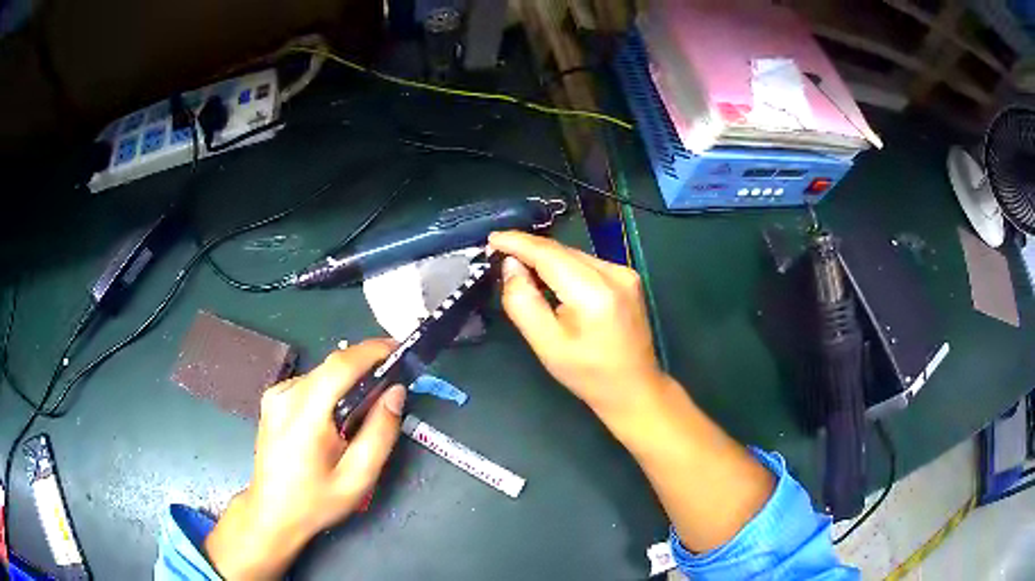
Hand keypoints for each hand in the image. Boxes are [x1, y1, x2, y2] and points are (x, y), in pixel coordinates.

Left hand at [204, 340, 406, 579]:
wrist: (272, 512)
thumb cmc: (316, 501)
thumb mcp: (358, 478)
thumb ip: (380, 433)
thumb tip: (395, 392)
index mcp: (304, 415)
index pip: (340, 366)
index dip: (372, 351)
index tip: (400, 349)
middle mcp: (285, 395)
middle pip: (332, 367)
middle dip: (365, 367)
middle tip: (392, 383)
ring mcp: (275, 395)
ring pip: (322, 374)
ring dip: (347, 382)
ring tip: (365, 409)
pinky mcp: (273, 399)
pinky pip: (310, 384)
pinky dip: (330, 390)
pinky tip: (336, 418)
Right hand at [489, 231, 664, 424]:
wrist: (634, 388)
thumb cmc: (588, 374)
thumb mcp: (546, 344)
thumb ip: (523, 302)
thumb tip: (511, 265)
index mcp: (594, 292)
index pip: (549, 254)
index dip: (518, 243)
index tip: (492, 239)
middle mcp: (614, 274)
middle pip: (562, 251)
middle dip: (529, 251)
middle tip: (499, 258)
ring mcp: (625, 273)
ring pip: (574, 255)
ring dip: (546, 260)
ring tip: (522, 272)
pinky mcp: (628, 278)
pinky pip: (587, 264)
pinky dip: (565, 268)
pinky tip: (553, 282)